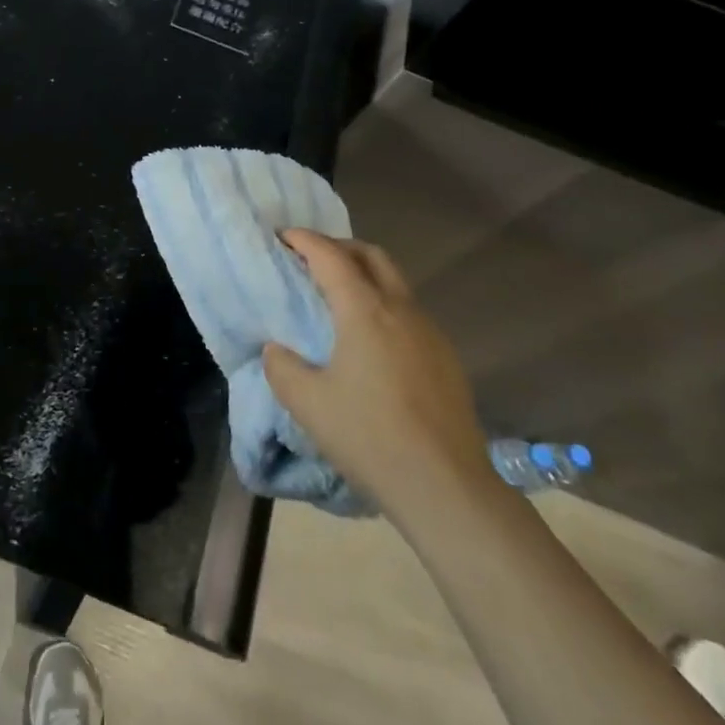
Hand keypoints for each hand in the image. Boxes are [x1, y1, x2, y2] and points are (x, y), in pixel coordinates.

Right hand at [262, 229, 489, 505]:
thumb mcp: (307, 403)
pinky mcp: (446, 358)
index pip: (330, 256)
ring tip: (337, 297)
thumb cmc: (370, 437)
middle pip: (371, 255)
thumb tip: (277, 350)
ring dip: (364, 274)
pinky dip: (383, 304)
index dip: (304, 240)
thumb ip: (281, 367)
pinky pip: (408, 312)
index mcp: (365, 310)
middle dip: (338, 247)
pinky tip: (370, 339)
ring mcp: (430, 332)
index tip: (282, 236)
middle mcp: (401, 309)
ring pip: (394, 282)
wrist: (447, 488)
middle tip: (310, 259)